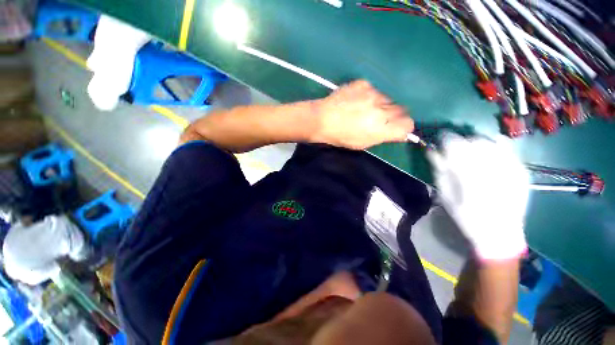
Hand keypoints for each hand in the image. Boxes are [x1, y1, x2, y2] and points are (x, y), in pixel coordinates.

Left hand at [311, 80, 413, 149]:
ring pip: (389, 98)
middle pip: (402, 109)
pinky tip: (357, 100)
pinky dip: (370, 95)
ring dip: (382, 104)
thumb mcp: (363, 144)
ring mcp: (374, 94)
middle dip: (395, 115)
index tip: (397, 128)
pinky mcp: (365, 84)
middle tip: (381, 118)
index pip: (408, 125)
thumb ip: (382, 137)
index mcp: (382, 128)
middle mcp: (383, 110)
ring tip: (366, 108)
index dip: (404, 127)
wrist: (322, 120)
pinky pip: (375, 89)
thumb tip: (397, 131)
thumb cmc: (341, 137)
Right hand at [427, 133, 529, 260]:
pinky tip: (487, 156)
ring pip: (490, 141)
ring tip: (471, 153)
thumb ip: (439, 170)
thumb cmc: (465, 215)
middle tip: (455, 150)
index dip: (445, 139)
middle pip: (473, 140)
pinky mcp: (521, 170)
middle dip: (461, 141)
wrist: (499, 233)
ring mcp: (510, 167)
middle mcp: (492, 167)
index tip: (440, 140)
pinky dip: (493, 147)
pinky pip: (506, 148)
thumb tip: (432, 151)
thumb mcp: (445, 194)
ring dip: (476, 143)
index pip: (455, 144)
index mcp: (469, 174)